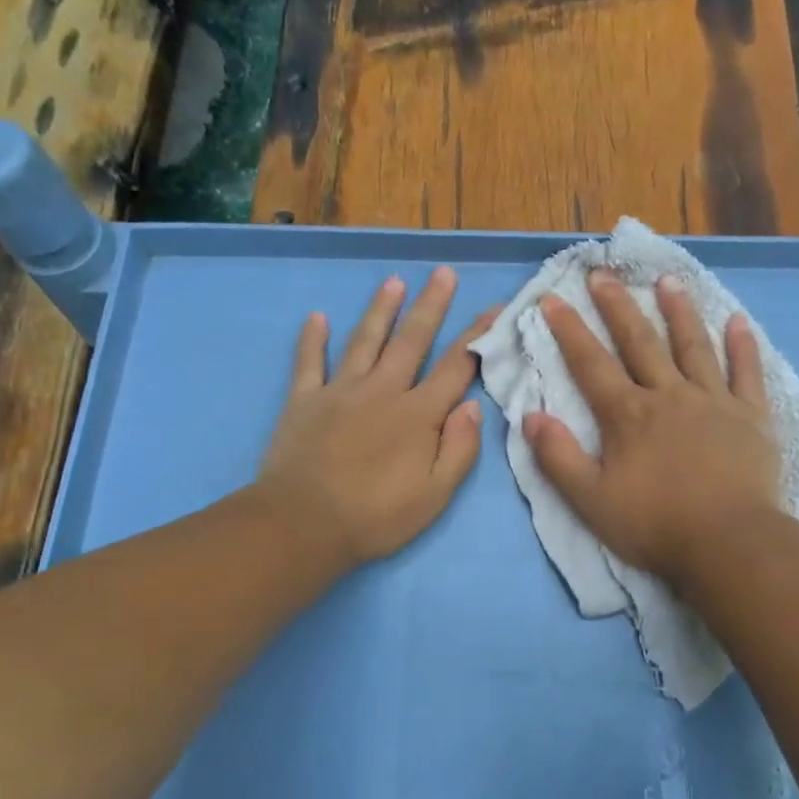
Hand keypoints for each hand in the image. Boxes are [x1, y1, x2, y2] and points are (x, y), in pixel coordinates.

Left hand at [256, 267, 495, 568]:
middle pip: (412, 341)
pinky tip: (317, 317)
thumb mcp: (435, 495)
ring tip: (393, 282)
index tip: (493, 308)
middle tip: (442, 273)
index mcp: (418, 415)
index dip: (476, 337)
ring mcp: (340, 391)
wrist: (304, 524)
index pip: (456, 368)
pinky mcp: (304, 401)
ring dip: (381, 310)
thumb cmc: (376, 517)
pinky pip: (309, 362)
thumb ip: (459, 449)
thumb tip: (472, 406)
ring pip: (365, 341)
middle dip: (430, 306)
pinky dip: (312, 339)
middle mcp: (382, 391)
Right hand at [524, 270, 781, 586]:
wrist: (728, 543)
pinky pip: (747, 373)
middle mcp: (669, 396)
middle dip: (617, 307)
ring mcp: (714, 402)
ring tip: (667, 281)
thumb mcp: (590, 500)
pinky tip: (739, 321)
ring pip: (694, 346)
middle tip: (602, 274)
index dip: (569, 330)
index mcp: (628, 416)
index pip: (591, 364)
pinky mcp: (751, 417)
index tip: (552, 298)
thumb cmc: (654, 525)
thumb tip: (530, 417)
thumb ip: (559, 458)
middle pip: (640, 342)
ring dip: (679, 311)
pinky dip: (743, 346)